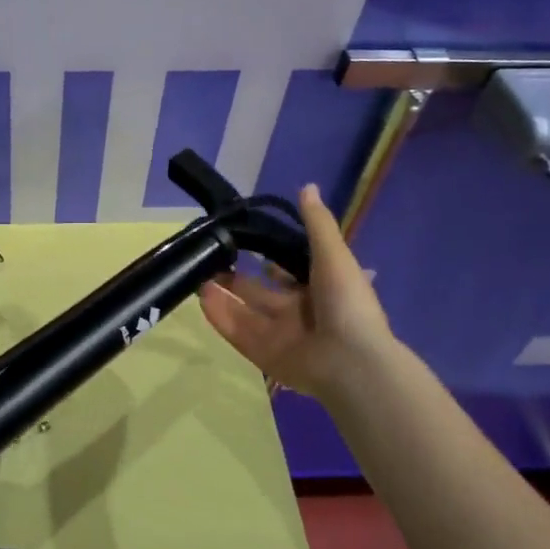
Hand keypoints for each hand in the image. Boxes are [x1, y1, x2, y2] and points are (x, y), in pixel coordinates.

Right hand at [197, 183, 393, 406]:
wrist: (352, 362)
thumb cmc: (346, 304)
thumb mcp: (334, 255)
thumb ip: (317, 223)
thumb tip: (307, 186)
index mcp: (319, 290)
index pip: (288, 272)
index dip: (269, 257)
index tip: (243, 239)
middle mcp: (298, 313)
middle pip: (260, 293)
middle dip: (236, 277)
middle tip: (210, 259)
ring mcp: (280, 336)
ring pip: (244, 312)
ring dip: (222, 294)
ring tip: (197, 275)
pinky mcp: (264, 356)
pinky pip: (237, 334)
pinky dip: (219, 317)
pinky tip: (201, 298)